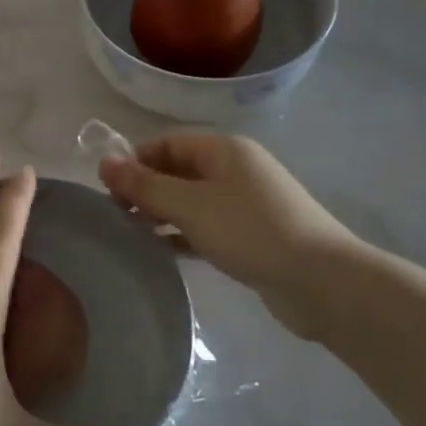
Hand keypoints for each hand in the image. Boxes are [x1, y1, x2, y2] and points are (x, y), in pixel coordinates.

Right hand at [97, 134, 357, 331]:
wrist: (322, 282)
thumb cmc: (251, 231)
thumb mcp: (189, 205)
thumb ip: (144, 185)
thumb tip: (103, 162)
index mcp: (224, 149)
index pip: (166, 143)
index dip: (134, 162)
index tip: (107, 191)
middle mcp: (235, 170)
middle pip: (177, 171)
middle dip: (145, 190)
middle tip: (115, 218)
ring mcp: (246, 204)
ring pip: (190, 201)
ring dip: (161, 215)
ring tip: (131, 237)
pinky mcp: (251, 236)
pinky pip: (206, 227)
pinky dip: (182, 235)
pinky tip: (161, 253)